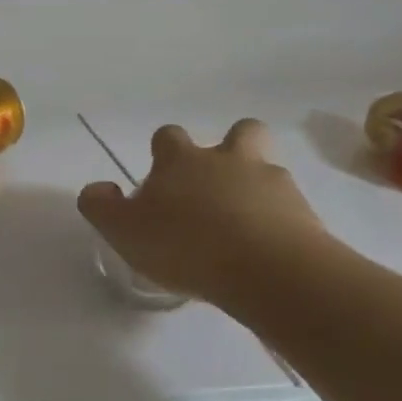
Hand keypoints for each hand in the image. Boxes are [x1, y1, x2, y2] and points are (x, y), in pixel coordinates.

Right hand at [77, 120, 331, 310]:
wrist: (265, 268)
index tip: (161, 179)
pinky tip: (267, 248)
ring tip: (245, 222)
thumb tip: (97, 189)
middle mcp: (229, 159)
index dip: (164, 153)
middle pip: (239, 132)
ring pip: (268, 167)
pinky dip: (280, 220)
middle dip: (230, 148)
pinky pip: (290, 207)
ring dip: (257, 185)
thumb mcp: (124, 231)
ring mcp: (272, 181)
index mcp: (182, 160)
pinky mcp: (304, 211)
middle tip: (216, 185)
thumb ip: (102, 207)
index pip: (169, 137)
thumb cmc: (185, 245)